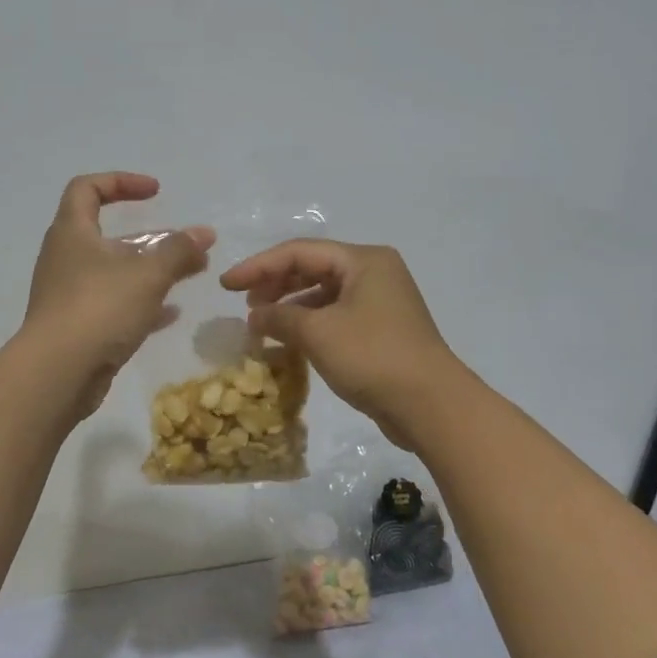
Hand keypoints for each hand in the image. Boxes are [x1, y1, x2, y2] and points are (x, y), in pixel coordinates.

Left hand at [23, 172, 213, 417]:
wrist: (57, 373)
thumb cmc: (99, 308)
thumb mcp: (147, 274)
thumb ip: (178, 250)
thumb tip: (204, 234)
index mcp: (72, 232)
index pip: (87, 188)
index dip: (121, 182)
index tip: (155, 192)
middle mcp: (66, 258)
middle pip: (107, 234)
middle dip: (150, 237)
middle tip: (185, 244)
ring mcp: (69, 295)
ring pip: (114, 273)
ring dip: (150, 271)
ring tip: (190, 275)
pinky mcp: (77, 328)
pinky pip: (113, 306)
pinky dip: (141, 304)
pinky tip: (171, 313)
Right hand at [219, 240, 464, 448]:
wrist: (431, 405)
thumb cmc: (373, 357)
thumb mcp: (318, 333)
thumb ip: (279, 317)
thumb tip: (255, 316)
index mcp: (364, 260)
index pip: (299, 252)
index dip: (258, 266)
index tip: (226, 285)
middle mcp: (375, 273)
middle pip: (313, 268)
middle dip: (275, 284)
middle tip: (244, 304)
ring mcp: (381, 302)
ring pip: (324, 294)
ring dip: (291, 306)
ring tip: (261, 324)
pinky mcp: (382, 331)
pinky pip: (336, 316)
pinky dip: (310, 324)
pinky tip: (289, 341)